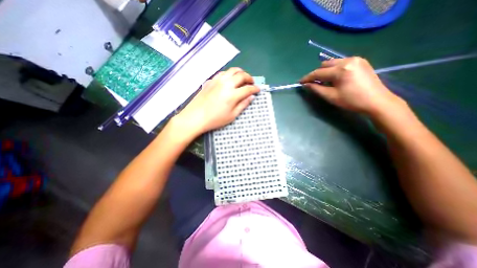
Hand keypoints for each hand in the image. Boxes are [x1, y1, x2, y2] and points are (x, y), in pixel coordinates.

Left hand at [173, 69, 258, 136]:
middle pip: (242, 75)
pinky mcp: (211, 80)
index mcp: (233, 95)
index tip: (258, 90)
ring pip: (233, 70)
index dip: (255, 88)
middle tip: (252, 83)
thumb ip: (243, 105)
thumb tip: (251, 97)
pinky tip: (230, 79)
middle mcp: (226, 84)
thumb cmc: (215, 119)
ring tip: (243, 78)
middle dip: (249, 78)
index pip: (248, 88)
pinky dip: (230, 73)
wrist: (195, 116)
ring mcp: (218, 80)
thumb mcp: (232, 115)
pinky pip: (223, 72)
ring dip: (241, 72)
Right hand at [300, 56, 403, 115]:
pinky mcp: (361, 61)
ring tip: (325, 81)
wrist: (377, 101)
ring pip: (333, 62)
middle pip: (325, 64)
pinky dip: (334, 69)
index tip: (300, 82)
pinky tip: (336, 78)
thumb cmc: (352, 101)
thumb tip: (306, 84)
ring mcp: (356, 59)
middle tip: (314, 83)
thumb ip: (316, 89)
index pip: (318, 72)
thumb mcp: (331, 96)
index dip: (308, 77)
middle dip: (317, 73)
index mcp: (341, 70)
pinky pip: (341, 63)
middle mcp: (348, 60)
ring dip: (326, 71)